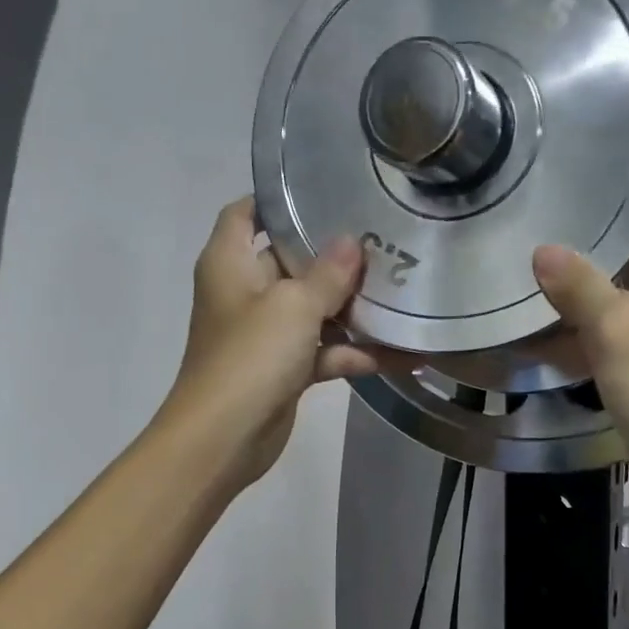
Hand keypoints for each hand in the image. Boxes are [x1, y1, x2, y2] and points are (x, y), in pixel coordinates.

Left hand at [162, 198, 391, 490]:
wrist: (224, 438)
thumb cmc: (250, 358)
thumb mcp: (293, 306)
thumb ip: (327, 273)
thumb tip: (352, 241)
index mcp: (230, 262)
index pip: (246, 213)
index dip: (278, 200)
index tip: (325, 190)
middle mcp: (245, 292)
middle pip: (291, 260)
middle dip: (334, 255)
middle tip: (385, 239)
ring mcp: (267, 334)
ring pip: (314, 310)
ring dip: (353, 308)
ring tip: (404, 290)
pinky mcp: (285, 370)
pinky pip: (325, 352)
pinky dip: (356, 353)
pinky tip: (404, 353)